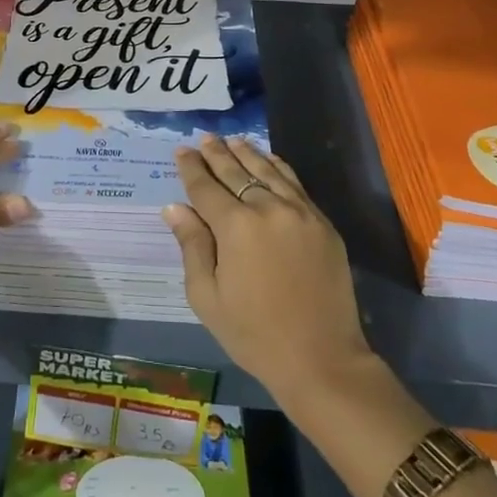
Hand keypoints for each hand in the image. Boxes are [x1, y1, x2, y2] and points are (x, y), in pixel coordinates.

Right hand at [163, 134, 370, 400]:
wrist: (322, 359)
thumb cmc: (254, 334)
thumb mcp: (208, 297)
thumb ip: (192, 246)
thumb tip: (174, 207)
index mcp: (235, 227)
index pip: (206, 187)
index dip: (191, 168)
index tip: (181, 150)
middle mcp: (267, 208)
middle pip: (236, 172)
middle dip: (217, 153)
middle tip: (204, 138)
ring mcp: (299, 211)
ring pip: (267, 170)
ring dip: (247, 153)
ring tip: (232, 140)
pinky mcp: (321, 222)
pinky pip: (294, 183)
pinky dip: (278, 166)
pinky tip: (269, 159)